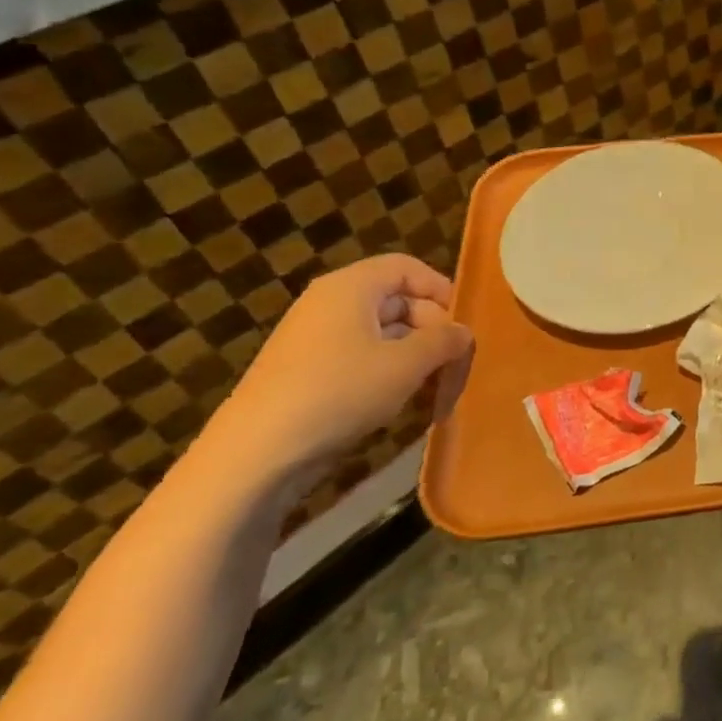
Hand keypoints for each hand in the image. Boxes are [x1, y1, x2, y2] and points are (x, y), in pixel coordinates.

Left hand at [200, 254, 475, 489]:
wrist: (257, 452)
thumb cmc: (341, 391)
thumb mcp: (407, 364)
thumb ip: (444, 341)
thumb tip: (463, 332)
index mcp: (351, 287)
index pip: (407, 268)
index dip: (440, 289)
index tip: (463, 323)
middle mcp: (330, 303)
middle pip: (396, 298)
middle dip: (431, 325)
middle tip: (455, 359)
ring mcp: (315, 338)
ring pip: (381, 331)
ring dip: (413, 352)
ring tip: (435, 381)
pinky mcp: (308, 371)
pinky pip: (360, 355)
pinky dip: (387, 369)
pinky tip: (401, 397)